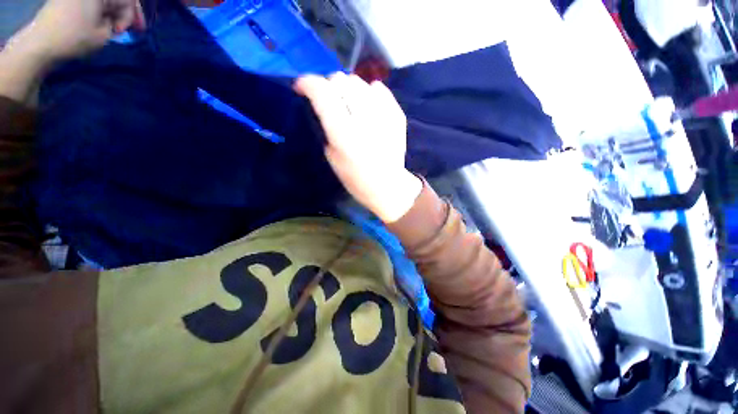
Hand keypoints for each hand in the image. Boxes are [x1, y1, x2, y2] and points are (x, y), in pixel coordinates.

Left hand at [0, 0, 143, 104]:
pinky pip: (92, 3)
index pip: (128, 0)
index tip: (136, 31)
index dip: (134, 16)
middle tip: (127, 30)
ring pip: (104, 2)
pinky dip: (100, 11)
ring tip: (113, 29)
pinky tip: (102, 23)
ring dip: (112, 13)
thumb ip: (116, 24)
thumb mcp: (104, 34)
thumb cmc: (74, 38)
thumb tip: (118, 22)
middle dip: (124, 13)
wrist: (40, 43)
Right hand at [295, 73, 421, 222]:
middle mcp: (363, 119)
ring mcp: (383, 115)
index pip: (322, 91)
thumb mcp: (332, 157)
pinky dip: (369, 92)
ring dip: (348, 89)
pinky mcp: (397, 115)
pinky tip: (368, 105)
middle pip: (340, 80)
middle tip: (328, 100)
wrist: (388, 185)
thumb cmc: (356, 179)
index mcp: (344, 133)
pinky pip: (379, 89)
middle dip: (329, 86)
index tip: (302, 89)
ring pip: (359, 81)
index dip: (307, 83)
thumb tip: (323, 106)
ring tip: (349, 104)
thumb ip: (326, 128)